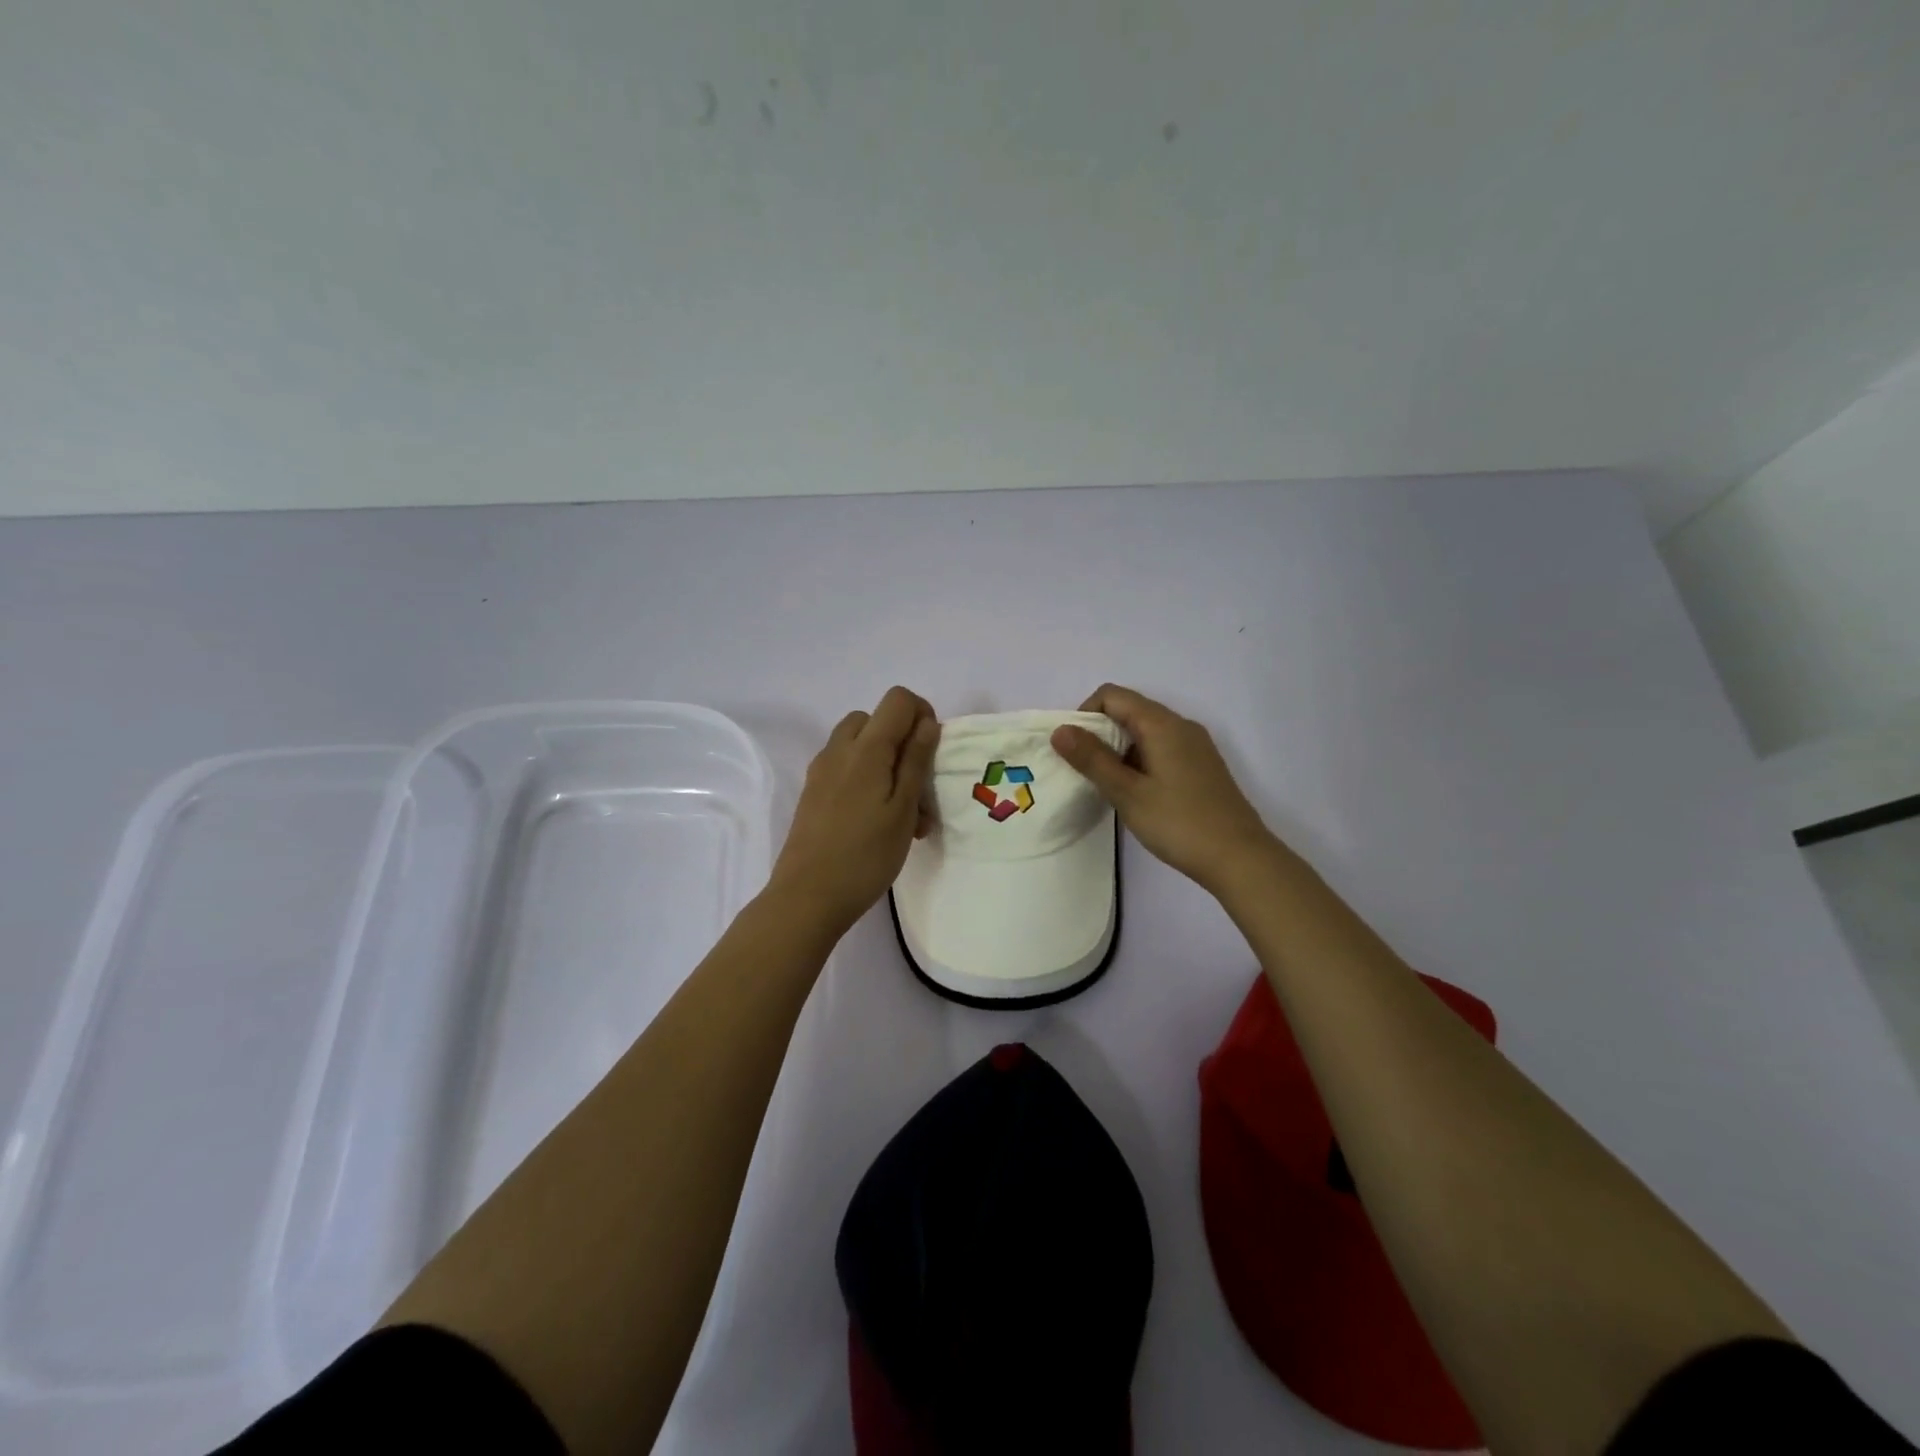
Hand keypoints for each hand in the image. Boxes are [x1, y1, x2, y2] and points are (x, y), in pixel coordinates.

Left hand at [768, 686, 940, 935]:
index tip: (933, 752)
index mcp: (866, 748)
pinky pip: (845, 768)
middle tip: (919, 786)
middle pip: (875, 719)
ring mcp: (821, 771)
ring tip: (903, 812)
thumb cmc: (865, 855)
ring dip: (885, 763)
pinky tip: (876, 822)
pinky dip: (866, 780)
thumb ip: (916, 760)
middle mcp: (839, 749)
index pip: (897, 699)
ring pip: (859, 746)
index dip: (922, 714)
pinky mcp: (813, 793)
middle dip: (902, 741)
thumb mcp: (903, 809)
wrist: (807, 897)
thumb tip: (927, 722)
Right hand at [1052, 684, 1277, 895]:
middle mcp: (1181, 726)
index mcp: (1162, 724)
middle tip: (1084, 770)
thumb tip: (1060, 730)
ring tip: (1107, 785)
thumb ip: (1092, 759)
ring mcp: (1195, 746)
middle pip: (1129, 710)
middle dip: (1099, 732)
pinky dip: (1139, 760)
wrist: (1240, 858)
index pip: (1112, 695)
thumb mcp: (1127, 792)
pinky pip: (1161, 748)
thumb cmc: (1179, 823)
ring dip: (1118, 749)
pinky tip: (1135, 793)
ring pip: (1145, 731)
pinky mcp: (1201, 766)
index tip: (1073, 749)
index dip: (1085, 714)